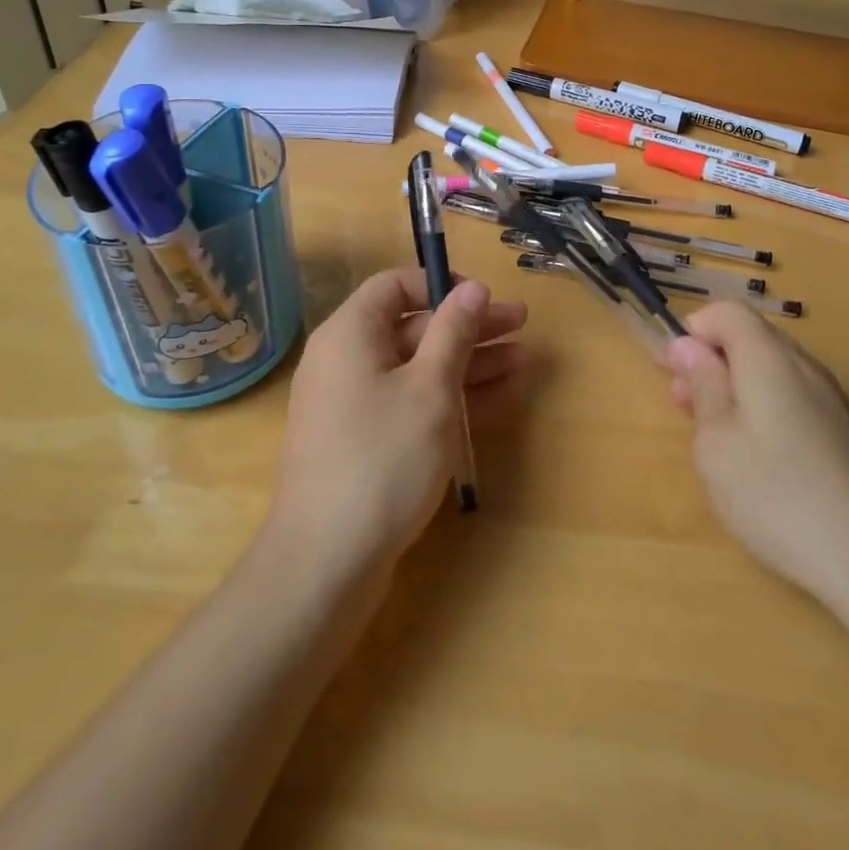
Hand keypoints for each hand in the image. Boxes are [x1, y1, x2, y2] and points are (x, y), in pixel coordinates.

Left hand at [266, 269, 527, 587]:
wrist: (325, 564)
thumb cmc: (382, 459)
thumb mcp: (429, 389)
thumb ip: (453, 332)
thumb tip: (473, 287)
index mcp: (350, 334)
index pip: (395, 286)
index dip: (441, 285)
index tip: (484, 299)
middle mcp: (347, 361)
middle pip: (414, 327)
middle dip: (470, 327)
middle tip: (522, 326)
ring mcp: (355, 405)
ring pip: (419, 368)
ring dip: (470, 363)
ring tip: (524, 361)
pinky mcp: (366, 442)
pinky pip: (413, 402)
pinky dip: (451, 397)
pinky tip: (499, 397)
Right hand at [666, 301, 848, 604]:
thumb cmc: (776, 494)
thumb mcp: (717, 441)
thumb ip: (702, 385)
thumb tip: (688, 345)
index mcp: (769, 358)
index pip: (728, 312)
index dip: (694, 331)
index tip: (671, 370)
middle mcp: (804, 366)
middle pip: (751, 338)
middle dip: (711, 360)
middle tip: (682, 404)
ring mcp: (831, 400)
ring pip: (772, 370)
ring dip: (735, 387)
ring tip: (712, 433)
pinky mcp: (844, 433)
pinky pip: (793, 397)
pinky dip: (763, 409)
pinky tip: (755, 455)